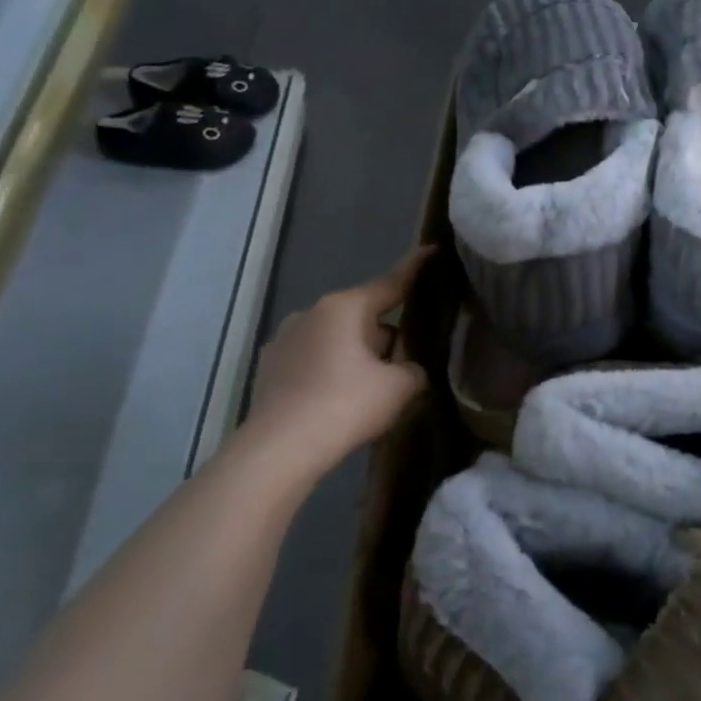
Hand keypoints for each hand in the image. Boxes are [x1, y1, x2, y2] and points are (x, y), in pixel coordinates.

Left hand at [240, 249, 428, 475]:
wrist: (279, 451)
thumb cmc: (346, 405)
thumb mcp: (400, 388)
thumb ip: (414, 370)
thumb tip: (408, 370)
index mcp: (346, 307)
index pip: (391, 282)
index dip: (416, 268)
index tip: (432, 249)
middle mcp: (312, 313)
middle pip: (364, 316)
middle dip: (385, 334)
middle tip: (405, 365)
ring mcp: (284, 339)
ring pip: (336, 338)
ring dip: (356, 354)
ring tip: (370, 390)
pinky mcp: (268, 368)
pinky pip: (312, 360)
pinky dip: (329, 371)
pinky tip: (337, 401)